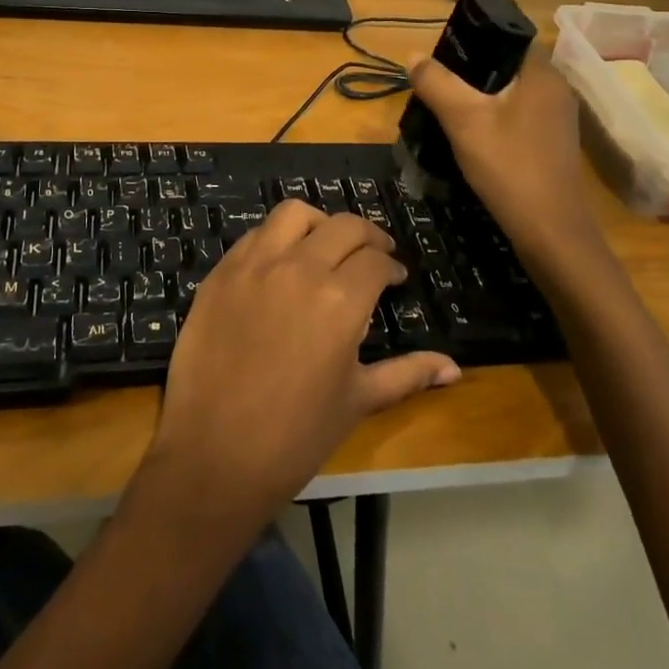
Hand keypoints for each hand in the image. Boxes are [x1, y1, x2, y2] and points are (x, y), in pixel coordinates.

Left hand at [144, 201, 460, 529]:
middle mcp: (299, 268)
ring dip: (319, 223)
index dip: (391, 266)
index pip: (376, 261)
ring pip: (294, 214)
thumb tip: (453, 368)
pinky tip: (283, 262)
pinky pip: (255, 235)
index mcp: (340, 300)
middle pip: (343, 226)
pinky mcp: (221, 272)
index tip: (394, 277)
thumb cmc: (296, 436)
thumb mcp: (358, 401)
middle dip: (367, 236)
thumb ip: (408, 374)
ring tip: (326, 245)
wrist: (215, 454)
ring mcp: (254, 265)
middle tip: (374, 254)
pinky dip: (276, 238)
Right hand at [408, 48, 601, 270]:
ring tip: (446, 109)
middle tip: (436, 85)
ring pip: (510, 95)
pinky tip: (470, 136)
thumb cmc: (509, 167)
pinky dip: (493, 120)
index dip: (473, 40)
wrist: (550, 233)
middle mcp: (556, 90)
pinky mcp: (552, 144)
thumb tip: (414, 56)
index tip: (442, 56)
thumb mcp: (463, 121)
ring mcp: (557, 120)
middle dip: (470, 73)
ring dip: (479, 99)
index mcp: (542, 74)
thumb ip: (437, 83)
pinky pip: (517, 117)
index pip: (507, 38)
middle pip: (506, 67)